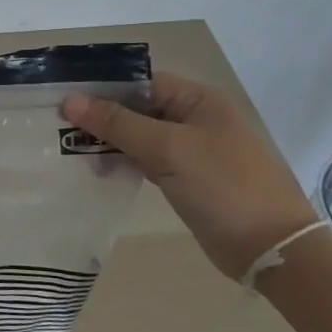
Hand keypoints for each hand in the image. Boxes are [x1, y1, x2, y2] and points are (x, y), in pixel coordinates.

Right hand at [61, 75, 319, 279]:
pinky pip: (147, 161)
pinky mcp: (186, 179)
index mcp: (197, 100)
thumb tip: (69, 100)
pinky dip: (124, 163)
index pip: (140, 82)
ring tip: (72, 152)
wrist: (272, 249)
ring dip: (110, 142)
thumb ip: (117, 123)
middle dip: (102, 117)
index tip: (63, 98)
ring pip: (140, 136)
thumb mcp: (167, 149)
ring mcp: (191, 151)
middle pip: (137, 108)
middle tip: (59, 127)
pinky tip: (98, 170)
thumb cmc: (222, 186)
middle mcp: (194, 119)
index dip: (103, 87)